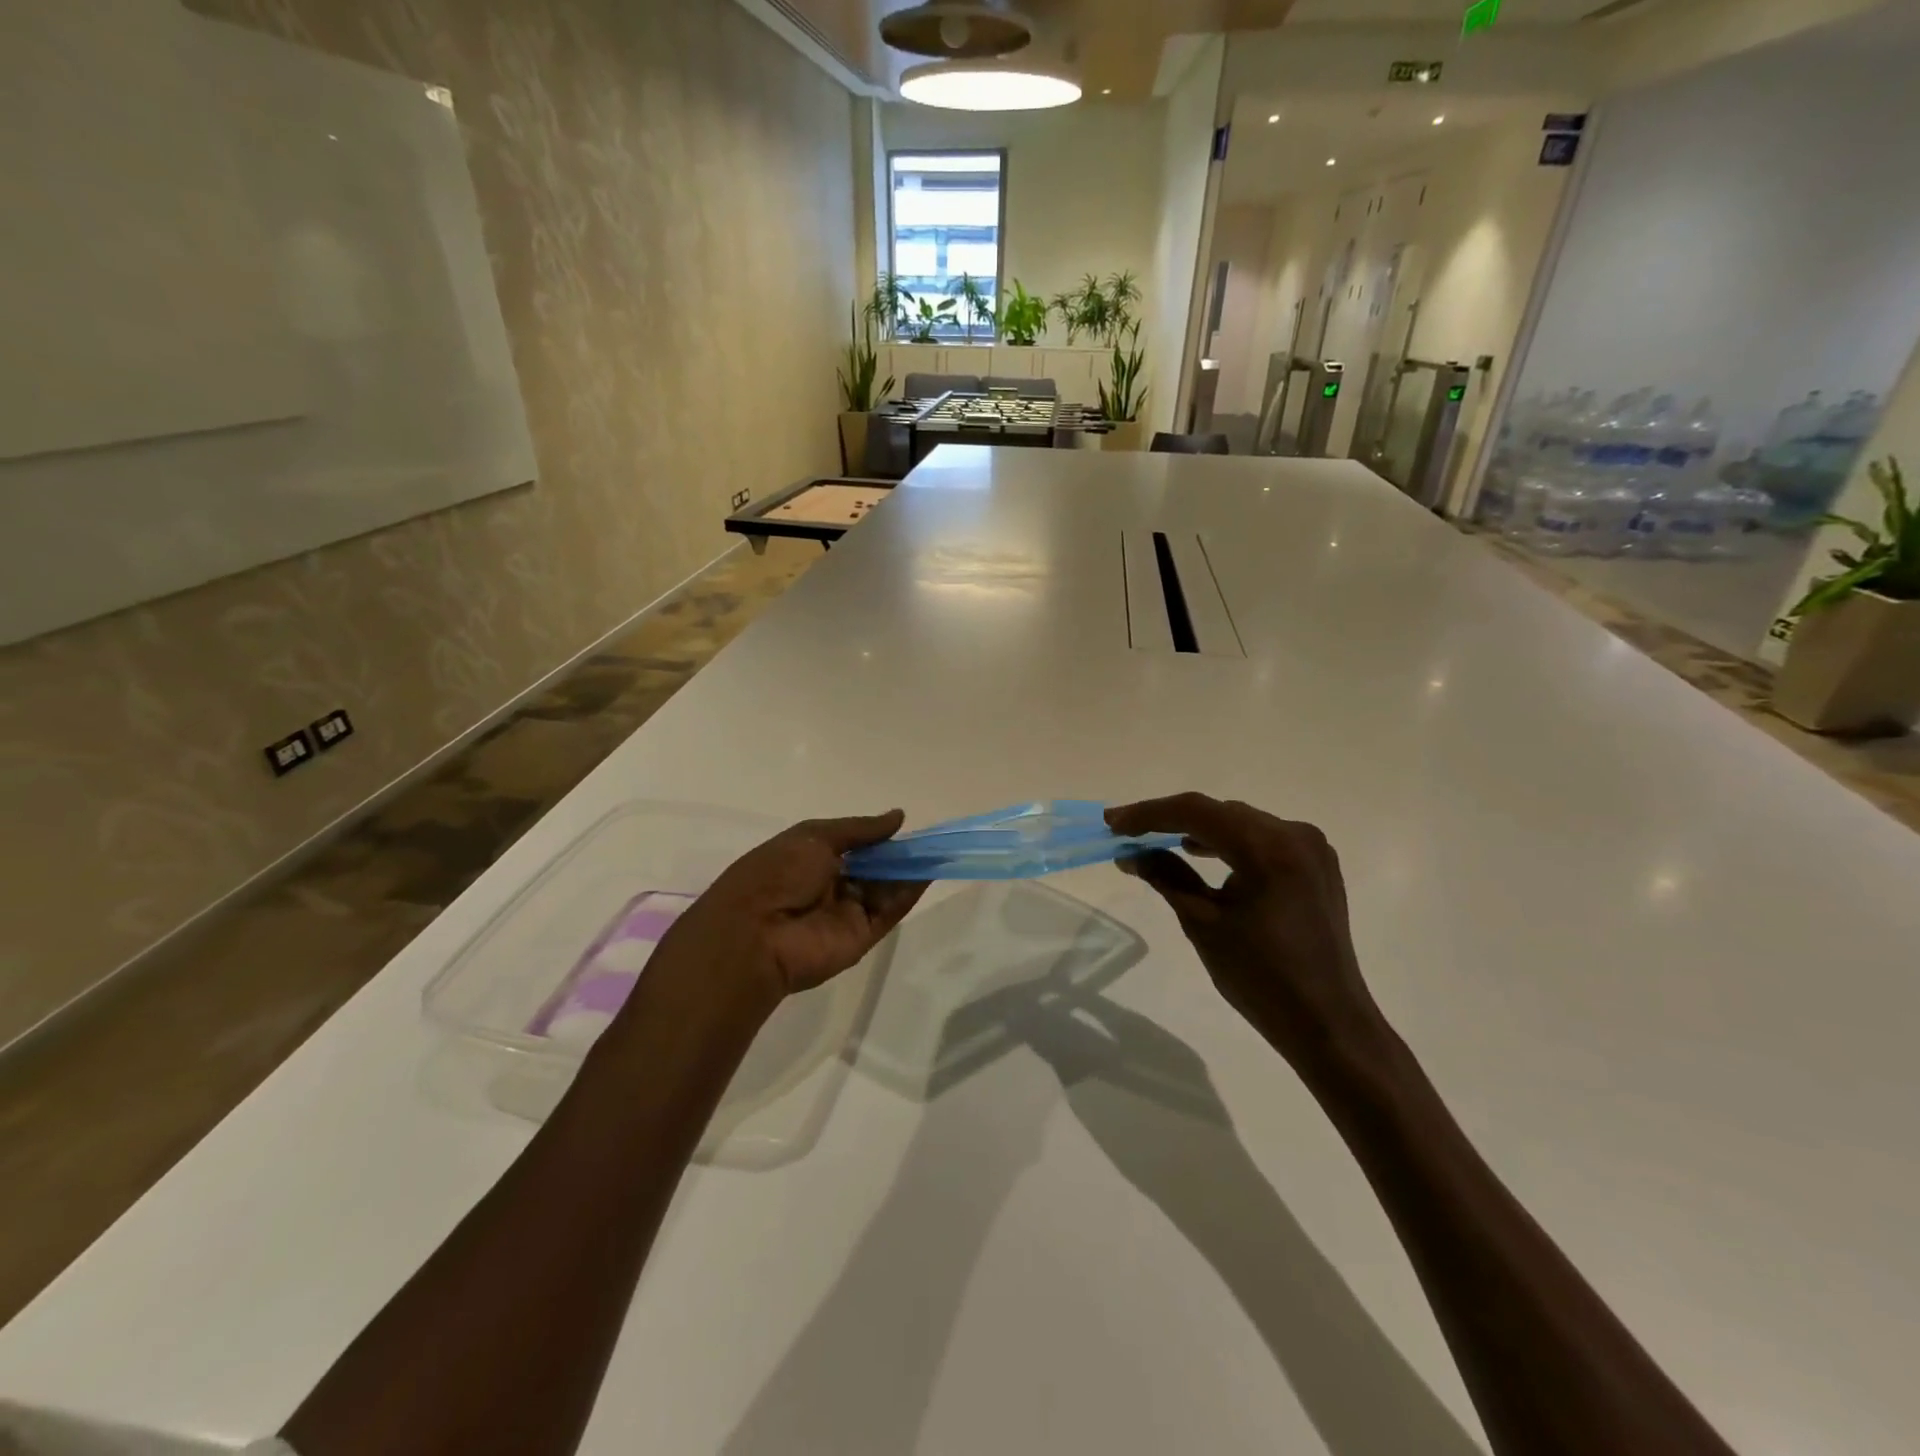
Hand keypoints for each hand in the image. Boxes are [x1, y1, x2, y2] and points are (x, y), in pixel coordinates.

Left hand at [654, 811, 928, 1003]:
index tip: (904, 826)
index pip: (853, 846)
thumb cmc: (777, 873)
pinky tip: (929, 872)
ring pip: (885, 888)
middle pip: (872, 868)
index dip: (878, 837)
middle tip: (929, 839)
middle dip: (897, 854)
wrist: (755, 933)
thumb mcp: (814, 837)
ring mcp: (846, 912)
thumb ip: (860, 829)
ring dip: (909, 870)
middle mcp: (830, 885)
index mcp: (811, 859)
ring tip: (938, 851)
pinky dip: (909, 892)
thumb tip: (898, 817)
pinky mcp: (862, 936)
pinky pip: (889, 911)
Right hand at [1106, 794, 1386, 1075]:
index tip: (1112, 823)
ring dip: (1199, 829)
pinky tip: (1202, 854)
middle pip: (1219, 812)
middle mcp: (1294, 834)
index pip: (1197, 812)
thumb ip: (1166, 876)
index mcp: (1267, 847)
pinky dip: (1228, 842)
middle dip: (1171, 819)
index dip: (1149, 814)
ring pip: (1240, 822)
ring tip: (1157, 842)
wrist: (1328, 1023)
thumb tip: (1130, 854)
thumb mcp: (1203, 923)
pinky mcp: (1315, 865)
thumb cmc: (1260, 977)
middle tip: (1127, 832)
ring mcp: (1311, 848)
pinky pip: (1262, 838)